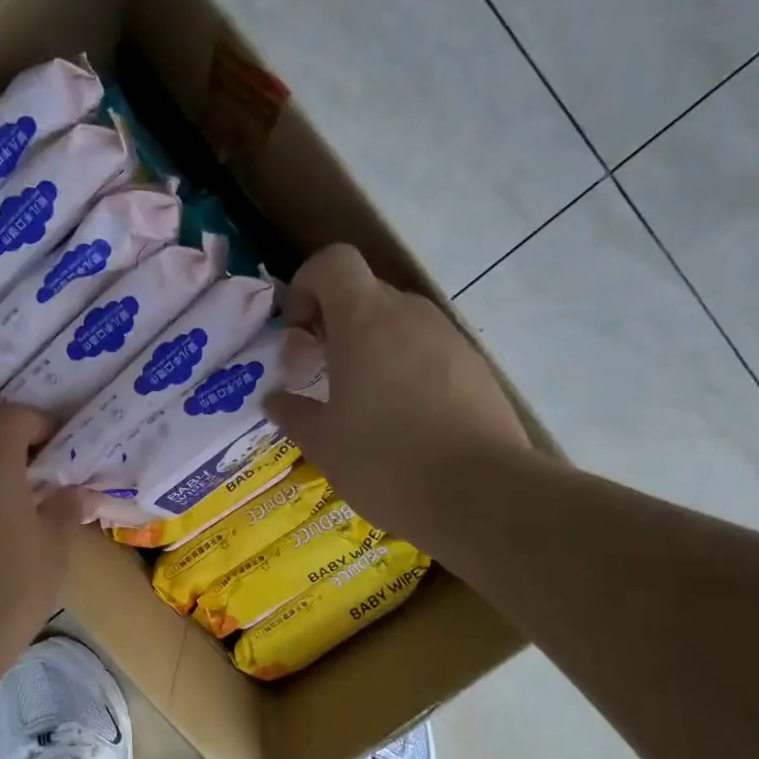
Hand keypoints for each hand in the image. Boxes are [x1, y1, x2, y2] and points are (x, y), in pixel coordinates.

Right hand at [265, 245, 531, 545]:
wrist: (481, 495)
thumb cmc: (386, 462)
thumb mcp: (324, 444)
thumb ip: (295, 413)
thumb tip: (277, 400)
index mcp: (365, 322)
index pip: (334, 262)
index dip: (307, 285)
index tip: (299, 333)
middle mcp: (411, 317)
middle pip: (366, 294)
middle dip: (335, 325)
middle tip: (321, 376)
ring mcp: (450, 341)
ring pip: (399, 326)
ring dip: (372, 350)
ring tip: (363, 406)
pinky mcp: (477, 370)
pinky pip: (429, 354)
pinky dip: (407, 372)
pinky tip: (405, 423)